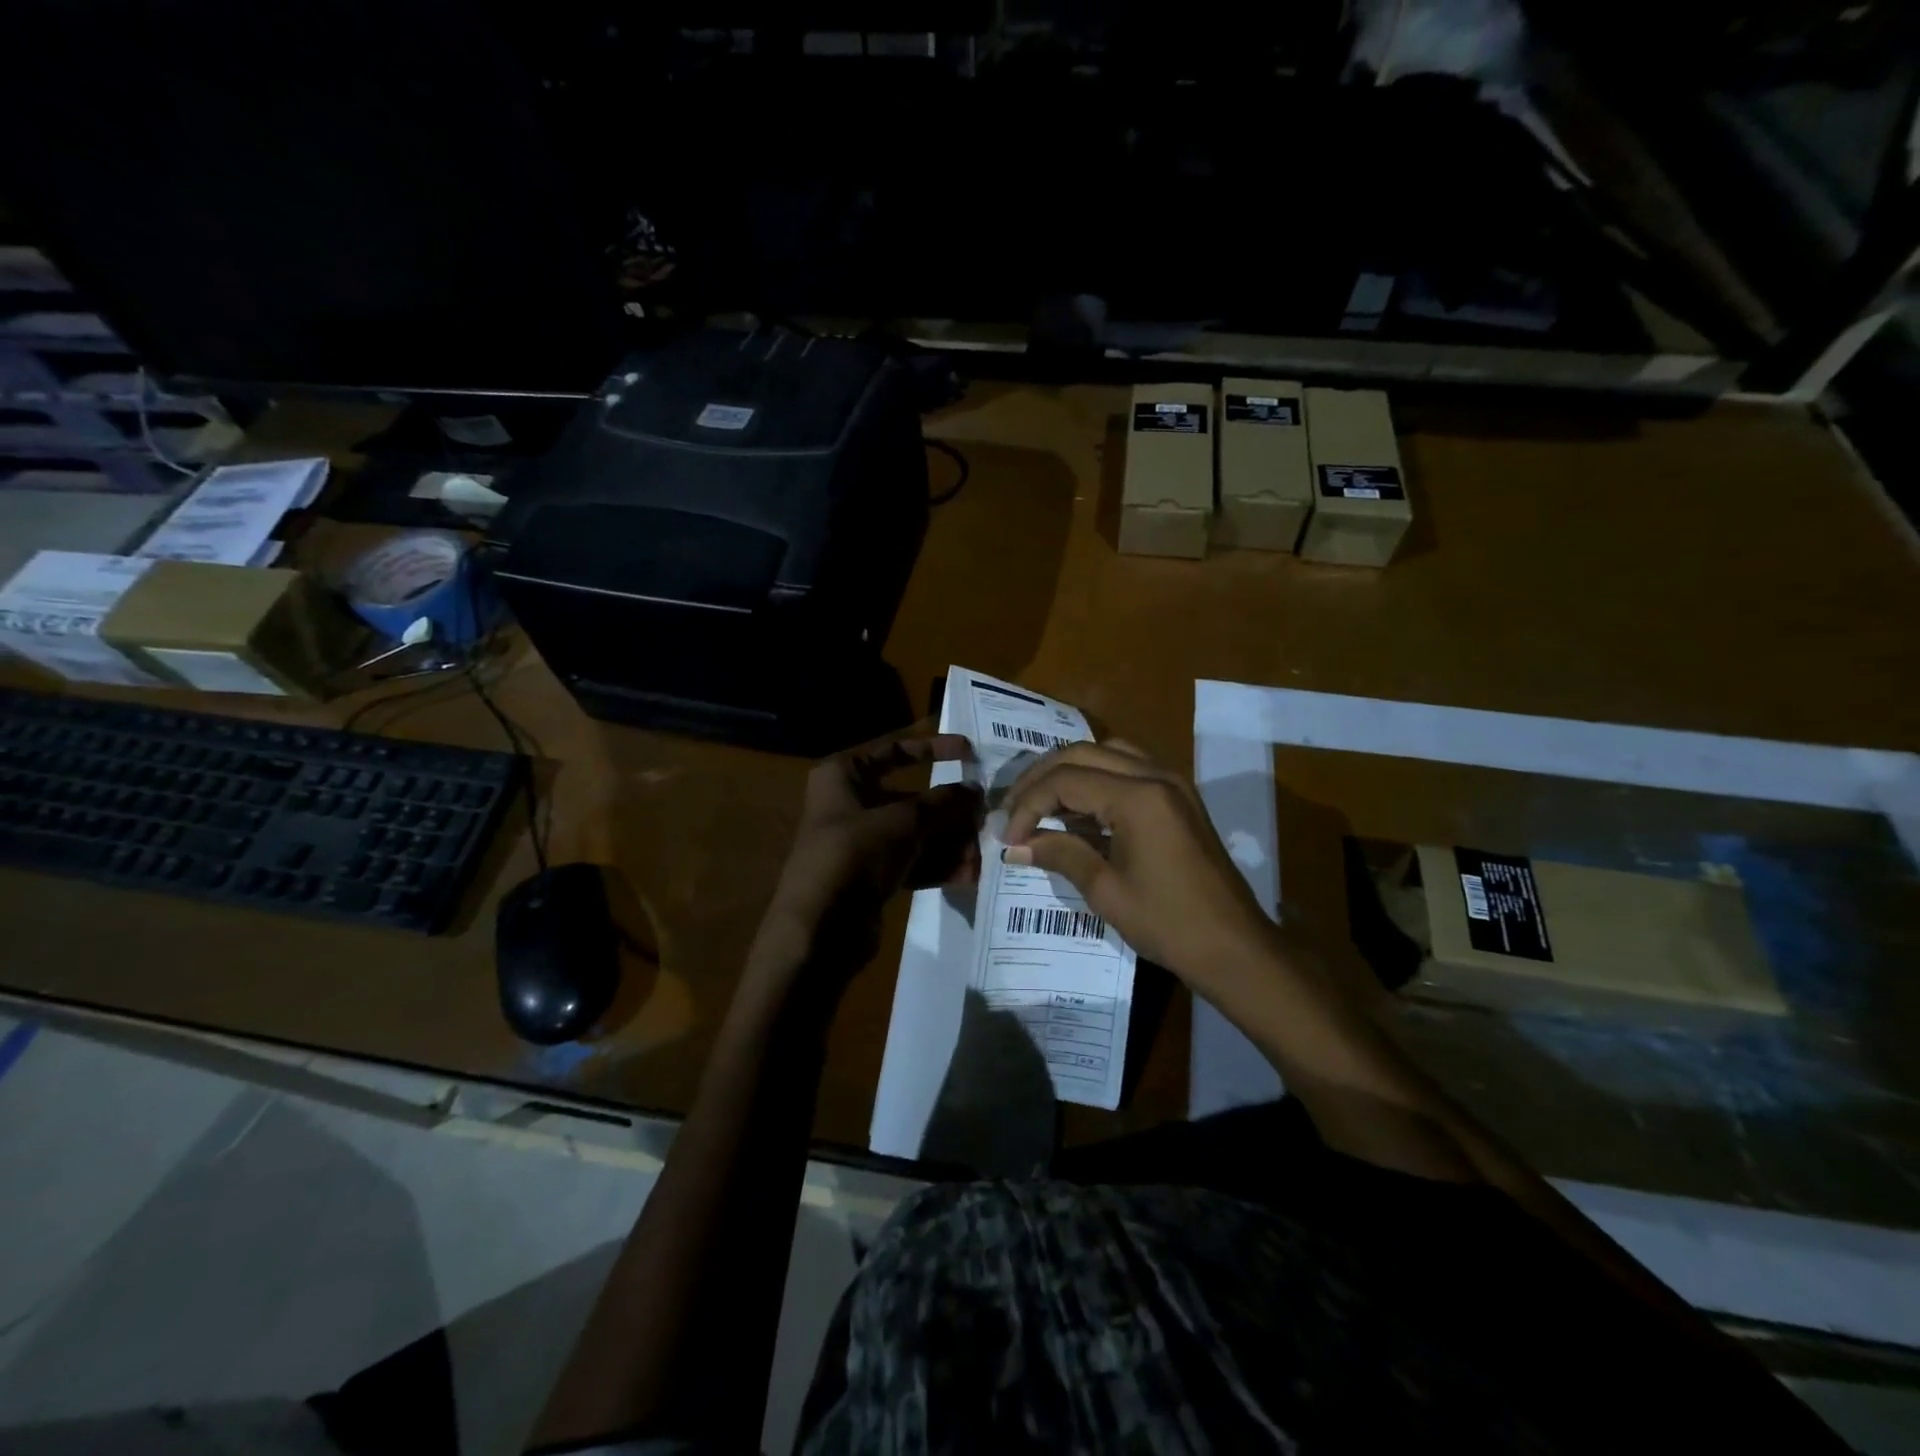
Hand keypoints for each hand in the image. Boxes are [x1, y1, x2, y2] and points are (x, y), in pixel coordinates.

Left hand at [764, 732, 982, 953]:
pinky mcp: (869, 876)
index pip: (894, 750)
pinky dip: (936, 865)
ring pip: (914, 833)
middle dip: (949, 811)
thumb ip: (943, 802)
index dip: (933, 749)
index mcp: (844, 775)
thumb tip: (976, 790)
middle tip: (985, 817)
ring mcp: (859, 842)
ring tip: (981, 854)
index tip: (970, 753)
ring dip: (949, 842)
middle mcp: (849, 804)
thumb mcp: (904, 820)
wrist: (819, 926)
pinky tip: (967, 875)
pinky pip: (910, 862)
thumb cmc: (855, 853)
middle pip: (910, 799)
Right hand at [1001, 742, 1274, 990]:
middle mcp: (1156, 776)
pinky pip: (1129, 767)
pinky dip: (1097, 776)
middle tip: (1012, 808)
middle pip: (1083, 753)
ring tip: (1040, 800)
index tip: (1008, 836)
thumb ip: (1061, 854)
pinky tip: (1078, 805)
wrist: (1234, 947)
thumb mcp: (1106, 891)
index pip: (1066, 780)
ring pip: (1107, 752)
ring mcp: (1172, 782)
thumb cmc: (1169, 923)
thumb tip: (1017, 845)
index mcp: (1138, 797)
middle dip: (1041, 778)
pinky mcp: (1179, 796)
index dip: (1028, 804)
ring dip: (1069, 770)